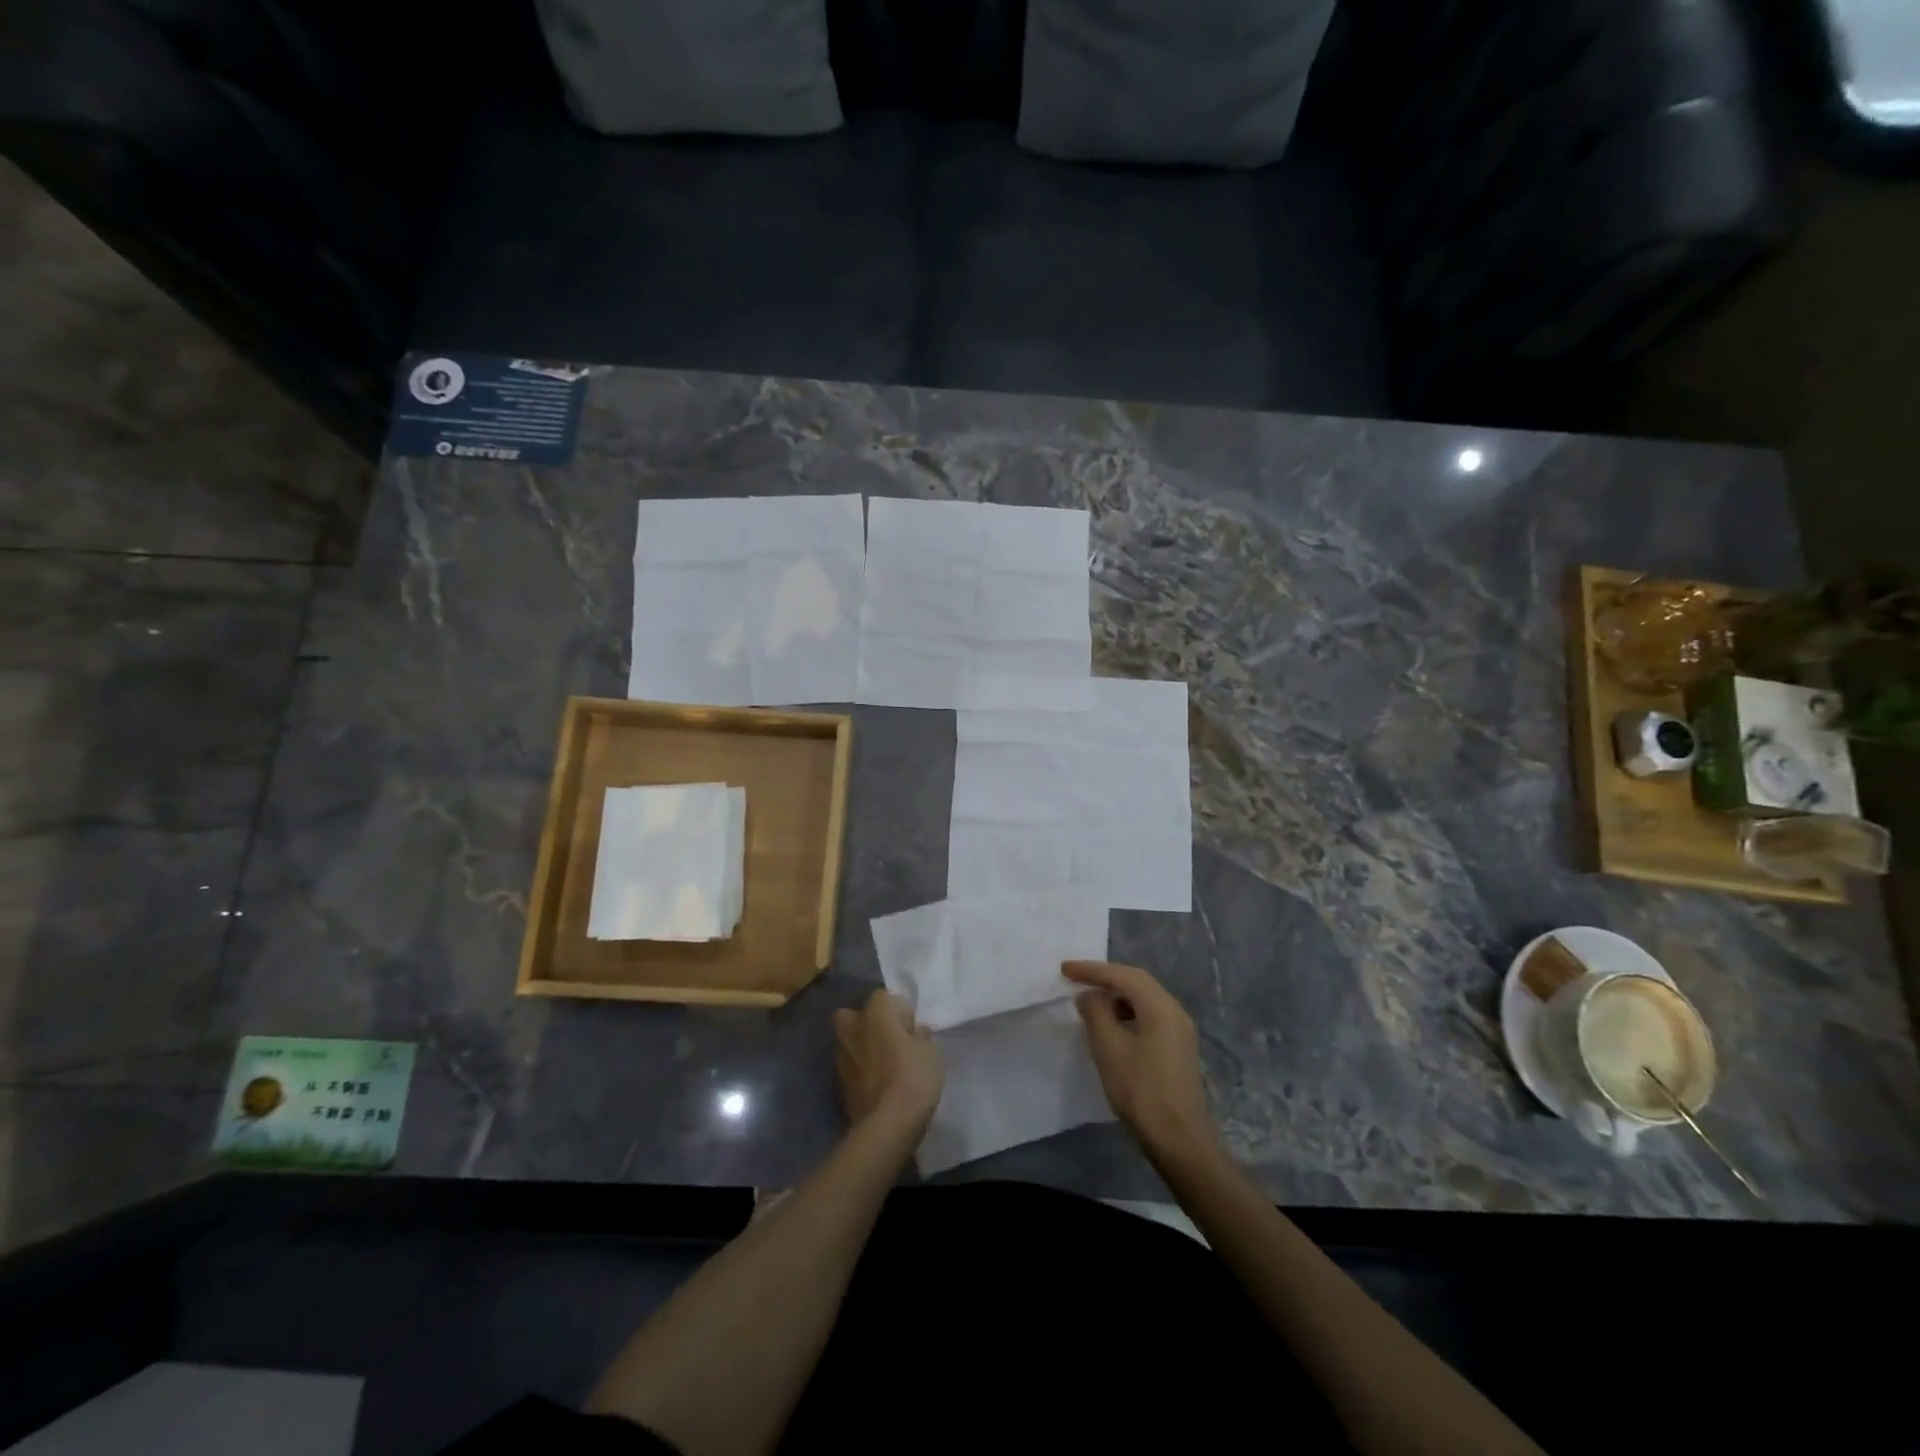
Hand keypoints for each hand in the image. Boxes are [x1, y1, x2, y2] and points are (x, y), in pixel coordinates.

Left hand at [833, 990, 942, 1143]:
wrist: (887, 1125)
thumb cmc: (913, 1078)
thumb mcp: (930, 1052)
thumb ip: (921, 1036)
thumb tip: (916, 1033)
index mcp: (875, 1013)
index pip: (883, 996)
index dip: (899, 1011)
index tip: (912, 1028)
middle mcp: (853, 1028)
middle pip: (853, 1015)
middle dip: (867, 1023)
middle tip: (889, 1039)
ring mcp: (841, 1057)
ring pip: (848, 1042)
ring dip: (862, 1048)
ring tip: (884, 1065)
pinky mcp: (839, 1084)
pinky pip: (851, 1068)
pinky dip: (860, 1072)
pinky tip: (877, 1084)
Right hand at [1065, 961, 1218, 1163]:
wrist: (1181, 1141)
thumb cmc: (1142, 1091)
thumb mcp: (1109, 1049)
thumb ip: (1096, 1014)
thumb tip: (1089, 996)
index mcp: (1160, 1006)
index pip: (1122, 976)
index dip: (1092, 970)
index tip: (1064, 969)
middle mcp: (1174, 1010)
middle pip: (1137, 981)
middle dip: (1106, 977)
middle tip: (1076, 977)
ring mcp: (1180, 1030)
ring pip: (1145, 998)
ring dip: (1117, 995)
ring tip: (1091, 1002)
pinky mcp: (1179, 1047)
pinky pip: (1150, 1015)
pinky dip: (1128, 1011)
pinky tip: (1113, 1026)